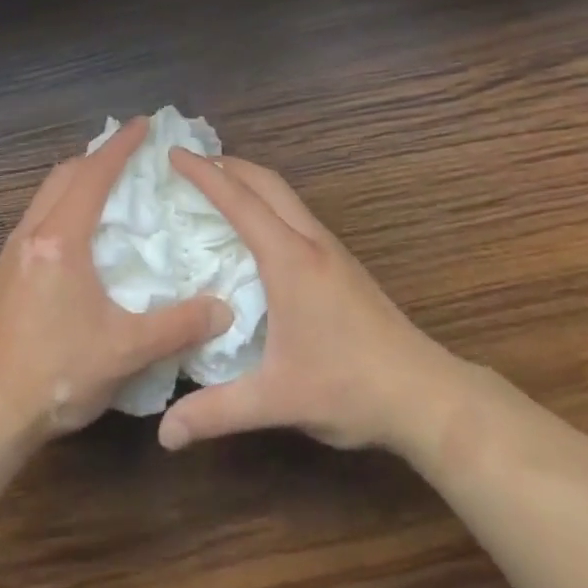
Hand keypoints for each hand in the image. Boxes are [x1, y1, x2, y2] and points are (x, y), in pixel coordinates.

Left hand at [0, 118, 231, 444]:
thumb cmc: (57, 374)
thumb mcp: (125, 350)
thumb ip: (177, 326)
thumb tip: (224, 309)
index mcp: (61, 239)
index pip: (94, 176)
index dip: (121, 147)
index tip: (145, 124)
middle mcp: (33, 233)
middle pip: (66, 174)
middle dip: (99, 156)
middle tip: (133, 153)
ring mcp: (14, 250)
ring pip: (48, 193)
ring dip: (79, 177)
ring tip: (110, 184)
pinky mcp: (7, 270)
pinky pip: (40, 214)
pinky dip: (65, 201)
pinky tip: (82, 229)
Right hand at [158, 151, 459, 454]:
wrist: (423, 393)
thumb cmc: (348, 386)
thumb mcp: (276, 399)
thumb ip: (217, 412)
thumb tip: (164, 434)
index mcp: (289, 259)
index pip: (239, 201)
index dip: (203, 174)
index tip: (173, 153)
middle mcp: (309, 241)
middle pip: (266, 182)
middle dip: (227, 165)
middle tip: (190, 163)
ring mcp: (330, 249)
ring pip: (284, 195)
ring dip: (250, 181)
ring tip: (218, 187)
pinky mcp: (342, 263)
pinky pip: (295, 213)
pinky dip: (268, 202)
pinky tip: (258, 232)